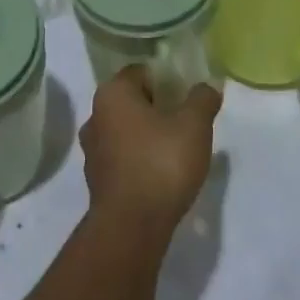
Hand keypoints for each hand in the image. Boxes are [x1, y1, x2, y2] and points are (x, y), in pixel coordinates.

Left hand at [80, 67, 220, 240]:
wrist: (131, 227)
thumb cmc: (160, 163)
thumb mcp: (193, 126)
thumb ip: (202, 100)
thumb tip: (208, 86)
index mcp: (113, 93)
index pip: (141, 71)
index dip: (167, 79)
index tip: (187, 96)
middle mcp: (95, 115)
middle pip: (132, 100)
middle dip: (158, 107)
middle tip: (186, 122)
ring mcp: (92, 149)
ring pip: (126, 130)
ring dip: (147, 135)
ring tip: (176, 150)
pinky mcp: (96, 180)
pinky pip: (122, 157)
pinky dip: (139, 159)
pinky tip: (160, 174)